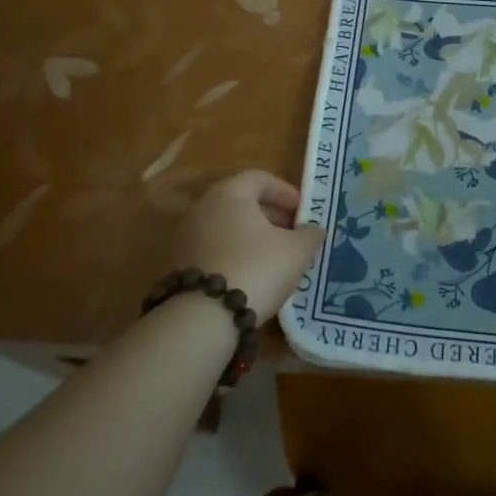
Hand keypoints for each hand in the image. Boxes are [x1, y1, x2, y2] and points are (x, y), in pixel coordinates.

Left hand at [173, 171, 323, 316]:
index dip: (286, 192)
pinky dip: (235, 253)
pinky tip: (253, 274)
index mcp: (230, 192)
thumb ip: (310, 234)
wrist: (206, 317)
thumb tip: (314, 229)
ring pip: (228, 226)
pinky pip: (216, 247)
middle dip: (272, 215)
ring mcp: (188, 235)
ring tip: (276, 257)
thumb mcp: (297, 250)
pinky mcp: (181, 263)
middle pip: (242, 201)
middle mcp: (203, 207)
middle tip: (293, 235)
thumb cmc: (257, 268)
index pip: (261, 178)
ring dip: (253, 236)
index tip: (304, 213)